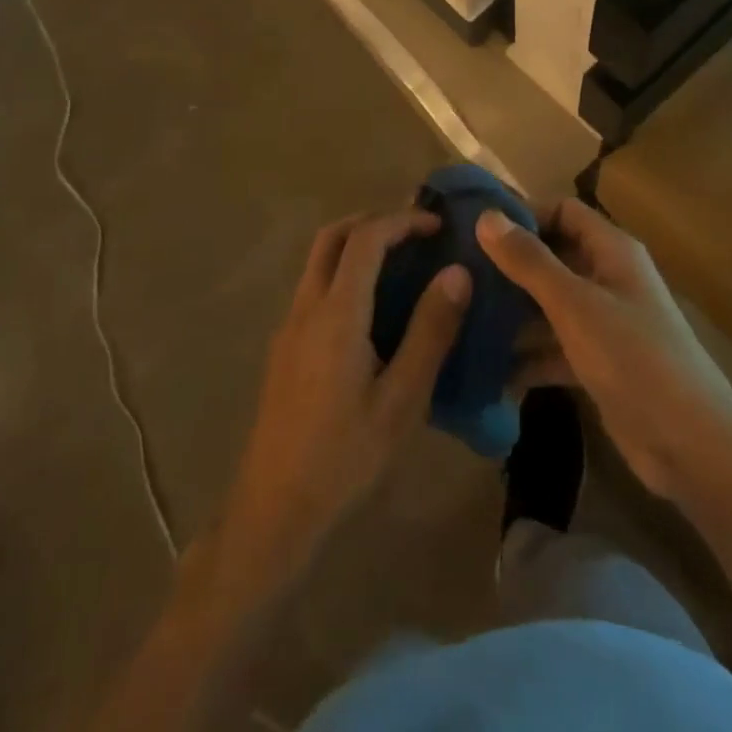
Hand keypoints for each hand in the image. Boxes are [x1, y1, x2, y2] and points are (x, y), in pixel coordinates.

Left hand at [218, 210, 469, 583]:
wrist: (273, 510)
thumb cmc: (345, 458)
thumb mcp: (401, 401)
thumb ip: (430, 332)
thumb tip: (457, 272)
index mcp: (336, 314)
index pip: (365, 239)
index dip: (401, 221)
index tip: (437, 225)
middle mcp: (306, 308)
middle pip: (331, 237)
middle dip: (373, 221)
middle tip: (415, 234)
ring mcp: (288, 327)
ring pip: (318, 261)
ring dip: (355, 246)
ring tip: (401, 264)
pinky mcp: (283, 348)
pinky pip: (314, 288)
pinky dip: (344, 273)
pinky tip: (373, 310)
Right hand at [479, 200, 731, 504]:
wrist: (693, 449)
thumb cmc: (635, 359)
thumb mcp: (576, 305)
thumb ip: (530, 261)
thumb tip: (486, 216)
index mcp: (611, 251)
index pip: (563, 211)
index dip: (524, 214)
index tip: (476, 229)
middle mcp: (607, 278)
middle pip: (551, 258)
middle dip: (508, 267)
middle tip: (457, 275)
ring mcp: (602, 323)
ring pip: (547, 305)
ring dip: (511, 313)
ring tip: (460, 320)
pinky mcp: (597, 364)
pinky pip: (552, 347)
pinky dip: (525, 355)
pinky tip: (485, 368)